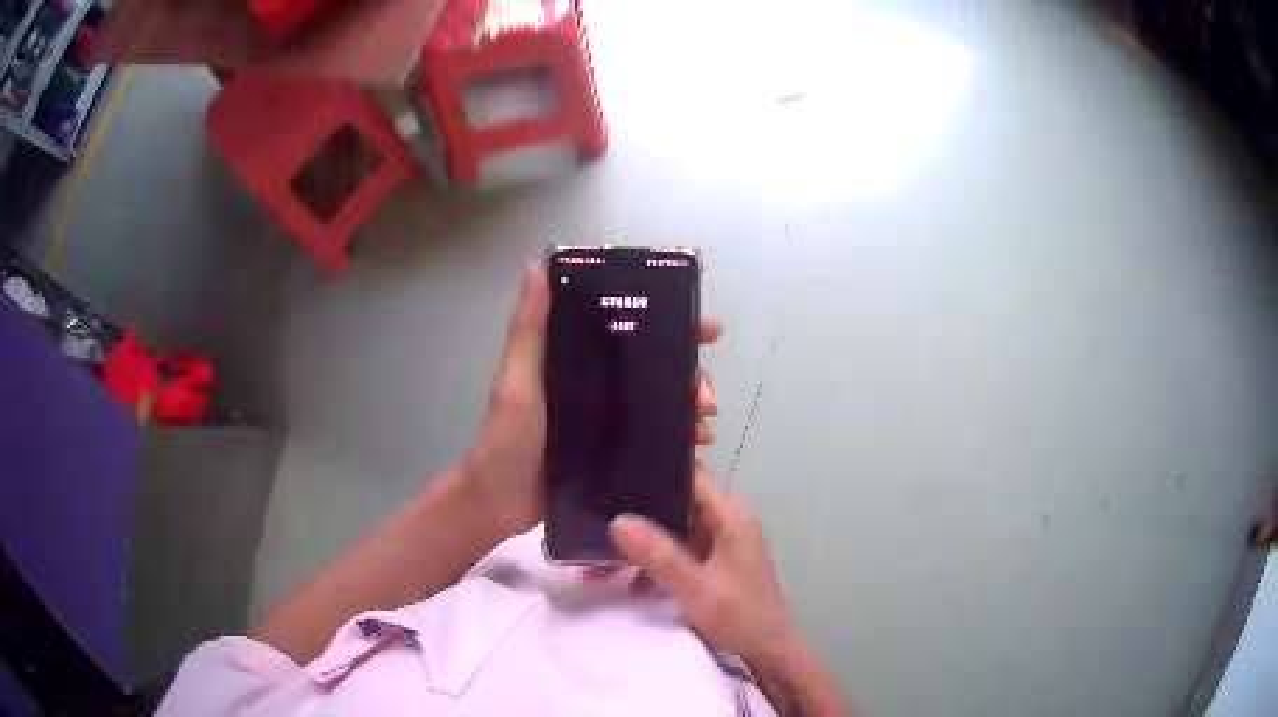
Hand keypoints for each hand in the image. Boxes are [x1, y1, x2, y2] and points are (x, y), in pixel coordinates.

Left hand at [464, 263, 724, 537]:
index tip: (708, 330)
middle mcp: (598, 384)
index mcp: (577, 359)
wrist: (501, 501)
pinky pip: (655, 439)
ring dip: (690, 410)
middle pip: (657, 368)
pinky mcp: (613, 452)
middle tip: (707, 400)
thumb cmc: (506, 437)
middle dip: (691, 377)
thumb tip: (534, 266)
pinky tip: (695, 449)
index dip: (672, 323)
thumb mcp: (517, 380)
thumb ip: (528, 330)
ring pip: (662, 404)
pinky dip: (678, 441)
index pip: (630, 329)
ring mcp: (608, 420)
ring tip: (704, 427)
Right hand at [610, 471, 799, 664]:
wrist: (769, 653)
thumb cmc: (741, 616)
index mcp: (730, 515)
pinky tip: (628, 583)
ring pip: (671, 532)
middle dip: (636, 519)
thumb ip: (659, 556)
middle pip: (674, 506)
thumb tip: (618, 521)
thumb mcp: (696, 588)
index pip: (689, 477)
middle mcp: (726, 521)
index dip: (654, 473)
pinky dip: (653, 565)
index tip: (612, 477)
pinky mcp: (712, 564)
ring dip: (640, 548)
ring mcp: (720, 543)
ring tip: (599, 564)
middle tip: (593, 526)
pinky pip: (676, 554)